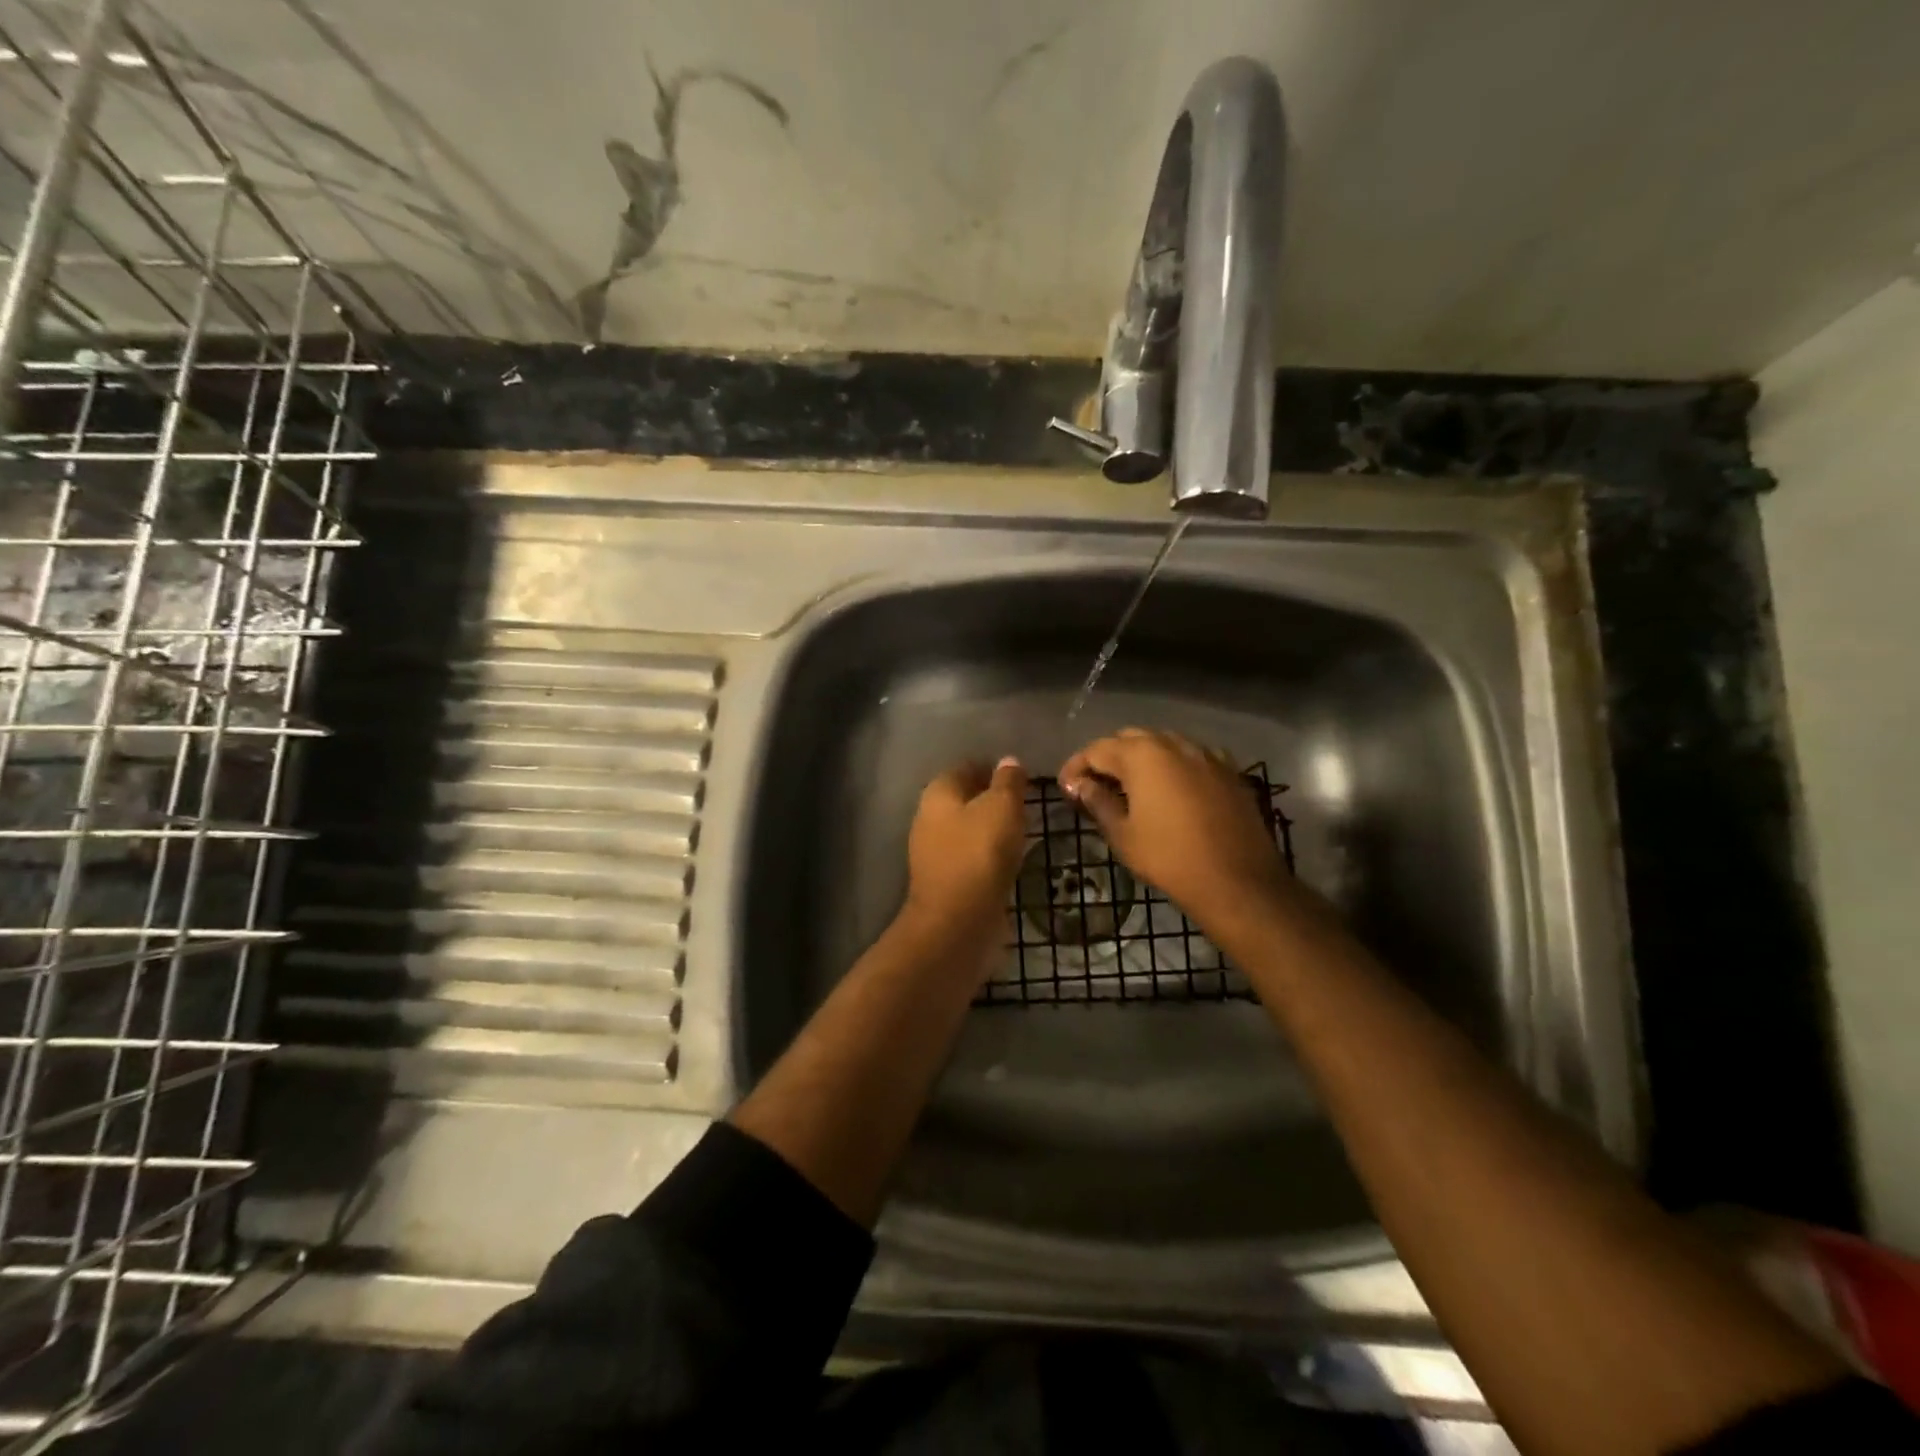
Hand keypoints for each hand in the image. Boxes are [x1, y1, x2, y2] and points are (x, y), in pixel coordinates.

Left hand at [903, 757, 1028, 940]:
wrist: (958, 920)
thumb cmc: (980, 852)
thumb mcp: (1002, 807)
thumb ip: (1007, 782)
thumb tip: (1008, 761)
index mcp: (938, 793)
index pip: (965, 767)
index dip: (991, 768)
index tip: (1019, 776)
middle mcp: (929, 818)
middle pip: (963, 798)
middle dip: (990, 798)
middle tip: (1024, 802)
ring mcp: (934, 852)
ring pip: (966, 829)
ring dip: (989, 828)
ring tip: (1022, 829)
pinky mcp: (945, 881)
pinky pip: (970, 856)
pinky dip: (987, 854)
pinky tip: (1008, 858)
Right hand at [1060, 729, 1290, 933]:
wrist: (1237, 881)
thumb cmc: (1169, 858)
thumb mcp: (1123, 834)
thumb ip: (1098, 802)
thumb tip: (1080, 785)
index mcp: (1141, 755)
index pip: (1096, 750)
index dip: (1076, 767)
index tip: (1066, 789)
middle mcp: (1173, 743)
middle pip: (1129, 739)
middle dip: (1108, 758)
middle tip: (1095, 786)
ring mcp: (1205, 754)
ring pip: (1162, 744)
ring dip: (1141, 759)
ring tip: (1131, 788)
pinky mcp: (1228, 770)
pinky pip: (1191, 757)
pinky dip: (1173, 766)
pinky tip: (1171, 790)